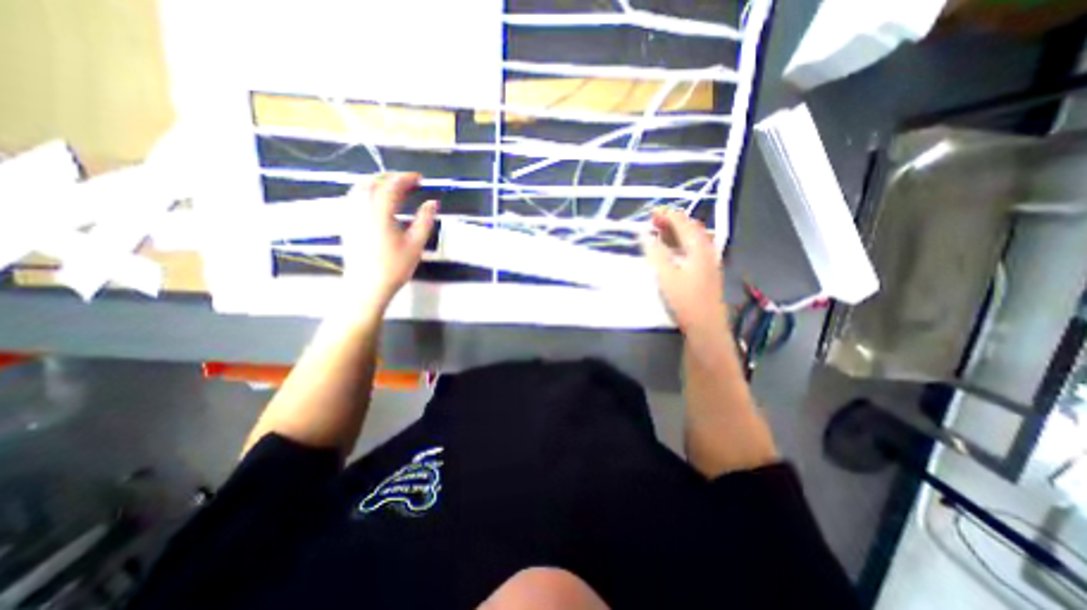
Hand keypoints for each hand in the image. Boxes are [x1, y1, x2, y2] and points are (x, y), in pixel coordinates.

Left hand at [343, 173, 435, 311]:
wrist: (367, 286)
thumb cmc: (394, 267)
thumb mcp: (415, 244)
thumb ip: (425, 220)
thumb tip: (433, 202)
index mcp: (379, 212)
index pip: (391, 185)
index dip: (406, 178)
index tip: (420, 178)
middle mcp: (361, 208)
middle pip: (372, 182)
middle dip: (390, 177)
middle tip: (409, 182)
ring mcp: (350, 215)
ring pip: (358, 188)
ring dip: (376, 182)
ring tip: (393, 188)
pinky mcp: (346, 224)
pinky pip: (353, 198)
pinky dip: (366, 191)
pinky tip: (376, 201)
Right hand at [639, 207, 725, 332]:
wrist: (706, 324)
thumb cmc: (685, 300)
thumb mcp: (666, 276)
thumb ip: (655, 253)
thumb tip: (645, 235)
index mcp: (699, 247)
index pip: (684, 222)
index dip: (668, 215)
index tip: (651, 213)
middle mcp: (707, 249)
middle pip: (691, 227)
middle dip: (673, 221)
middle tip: (654, 221)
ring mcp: (710, 260)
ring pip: (694, 238)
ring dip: (678, 231)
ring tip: (661, 232)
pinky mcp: (707, 270)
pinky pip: (695, 248)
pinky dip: (682, 242)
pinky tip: (674, 250)